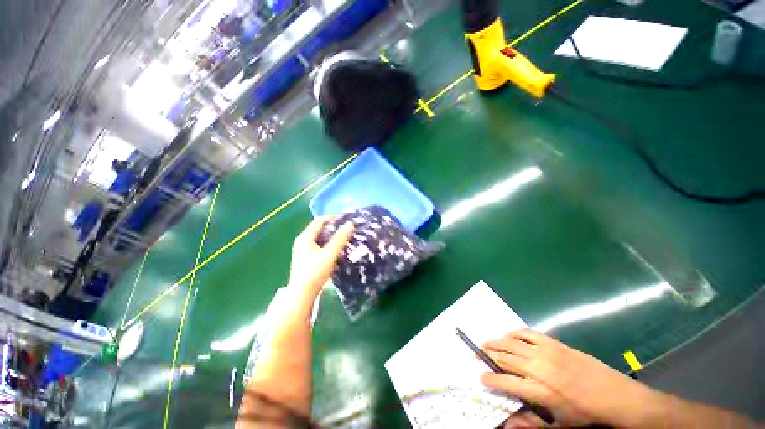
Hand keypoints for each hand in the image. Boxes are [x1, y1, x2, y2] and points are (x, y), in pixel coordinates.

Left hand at [287, 216, 353, 297]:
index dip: (333, 217)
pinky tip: (337, 250)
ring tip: (345, 238)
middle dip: (334, 227)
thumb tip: (350, 224)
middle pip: (319, 229)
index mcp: (305, 237)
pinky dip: (329, 244)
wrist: (302, 294)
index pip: (319, 220)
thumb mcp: (329, 254)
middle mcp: (302, 241)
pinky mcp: (307, 259)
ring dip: (332, 237)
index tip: (346, 219)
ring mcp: (303, 251)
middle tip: (347, 228)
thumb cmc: (315, 272)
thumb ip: (340, 238)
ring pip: (320, 238)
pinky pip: (319, 246)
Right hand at [480, 330, 654, 427]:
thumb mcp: (559, 426)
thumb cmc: (586, 415)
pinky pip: (528, 333)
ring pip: (513, 342)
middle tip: (477, 354)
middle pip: (505, 357)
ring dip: (497, 341)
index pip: (505, 381)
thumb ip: (530, 423)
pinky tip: (508, 335)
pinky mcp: (555, 343)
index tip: (480, 377)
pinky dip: (514, 333)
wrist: (616, 396)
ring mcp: (547, 352)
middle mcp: (539, 368)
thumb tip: (506, 424)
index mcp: (540, 391)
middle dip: (487, 355)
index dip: (489, 379)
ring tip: (486, 342)